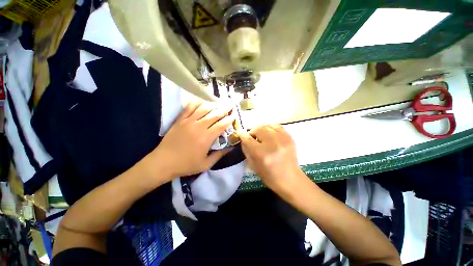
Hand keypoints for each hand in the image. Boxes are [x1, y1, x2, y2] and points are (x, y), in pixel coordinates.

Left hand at [147, 100, 234, 180]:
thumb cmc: (186, 165)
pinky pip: (190, 107)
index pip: (221, 125)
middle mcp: (199, 127)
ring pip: (204, 108)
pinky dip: (197, 102)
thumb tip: (230, 148)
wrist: (164, 162)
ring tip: (219, 102)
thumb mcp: (206, 164)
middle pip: (215, 114)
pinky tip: (202, 100)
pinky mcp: (180, 120)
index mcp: (206, 138)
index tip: (234, 116)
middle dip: (225, 108)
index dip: (229, 119)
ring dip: (213, 104)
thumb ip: (219, 155)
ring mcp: (189, 121)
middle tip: (230, 104)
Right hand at [237, 125, 304, 193]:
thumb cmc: (270, 176)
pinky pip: (277, 126)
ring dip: (261, 129)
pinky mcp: (289, 138)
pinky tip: (269, 133)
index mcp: (262, 154)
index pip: (248, 139)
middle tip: (252, 137)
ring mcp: (282, 139)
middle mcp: (272, 144)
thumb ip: (246, 150)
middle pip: (258, 129)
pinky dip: (270, 128)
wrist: (290, 179)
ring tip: (260, 135)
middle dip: (252, 131)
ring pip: (267, 126)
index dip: (242, 135)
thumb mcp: (253, 165)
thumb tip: (243, 138)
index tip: (240, 133)